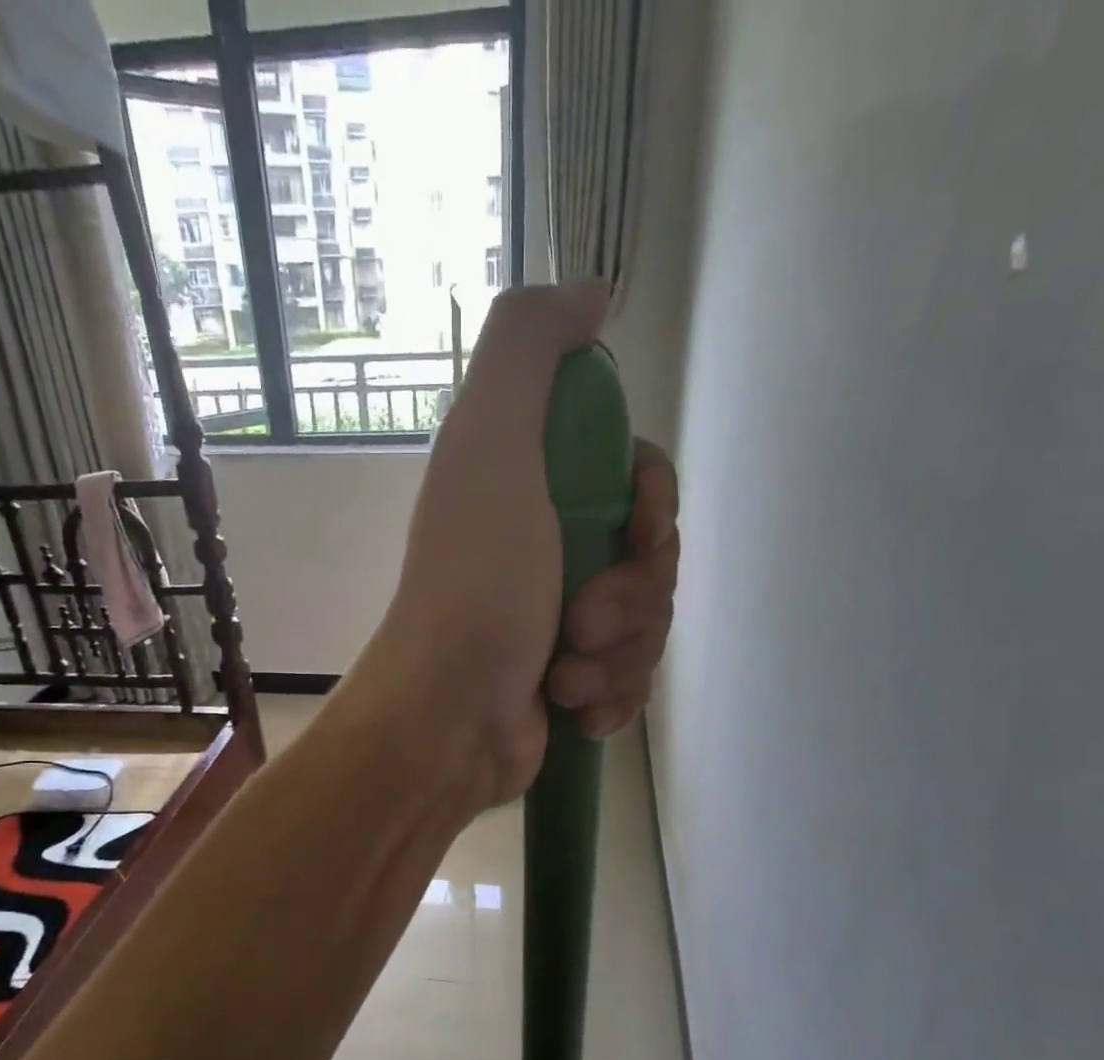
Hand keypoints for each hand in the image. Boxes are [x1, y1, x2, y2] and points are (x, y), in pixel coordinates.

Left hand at [359, 283, 681, 807]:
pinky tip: (576, 712)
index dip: (654, 504)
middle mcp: (546, 550)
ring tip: (566, 677)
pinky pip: (634, 680)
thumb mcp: (491, 444)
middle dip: (631, 597)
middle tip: (579, 623)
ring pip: (649, 625)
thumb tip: (592, 295)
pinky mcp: (572, 683)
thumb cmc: (477, 586)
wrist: (448, 720)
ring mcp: (561, 622)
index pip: (638, 479)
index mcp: (534, 492)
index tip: (638, 533)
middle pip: (651, 558)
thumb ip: (529, 347)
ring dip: (620, 655)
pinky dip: (613, 698)